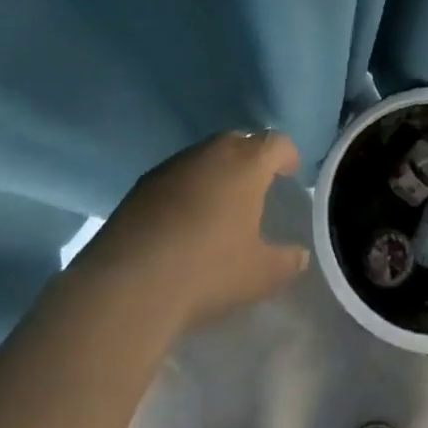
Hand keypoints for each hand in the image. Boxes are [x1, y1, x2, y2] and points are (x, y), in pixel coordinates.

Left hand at [88, 130, 309, 334]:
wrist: (128, 285)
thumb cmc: (207, 271)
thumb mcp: (260, 274)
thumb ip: (286, 261)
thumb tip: (298, 255)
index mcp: (246, 163)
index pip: (275, 143)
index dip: (286, 155)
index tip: (290, 172)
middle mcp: (210, 153)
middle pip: (238, 141)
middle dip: (250, 158)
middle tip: (256, 186)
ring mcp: (172, 166)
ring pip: (204, 157)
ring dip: (215, 172)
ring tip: (219, 205)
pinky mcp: (141, 186)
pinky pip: (176, 177)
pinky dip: (186, 190)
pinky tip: (183, 222)